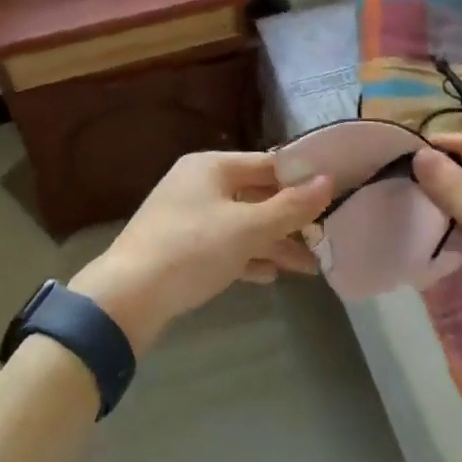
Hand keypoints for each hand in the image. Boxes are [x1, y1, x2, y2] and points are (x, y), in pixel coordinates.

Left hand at [69, 151, 330, 352]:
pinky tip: (271, 275)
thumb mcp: (246, 228)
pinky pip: (225, 245)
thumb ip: (290, 207)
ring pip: (242, 224)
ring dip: (274, 243)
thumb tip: (328, 180)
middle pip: (255, 195)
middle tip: (325, 240)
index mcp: (211, 166)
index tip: (334, 196)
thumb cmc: (191, 249)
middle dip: (290, 220)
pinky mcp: (181, 248)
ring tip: (309, 268)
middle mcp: (199, 184)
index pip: (267, 164)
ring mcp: (188, 216)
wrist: (127, 297)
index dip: (301, 179)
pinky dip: (248, 257)